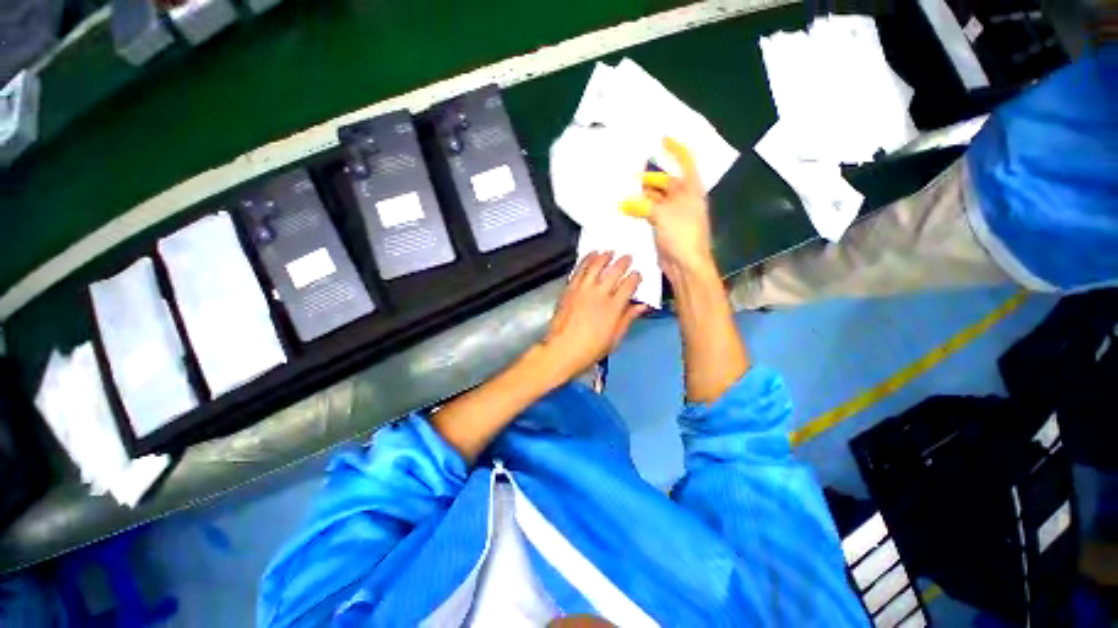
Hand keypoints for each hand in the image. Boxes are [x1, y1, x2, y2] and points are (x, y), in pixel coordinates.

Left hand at [538, 252, 646, 381]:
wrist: (562, 349)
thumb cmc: (591, 349)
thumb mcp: (615, 338)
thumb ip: (628, 319)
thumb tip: (641, 306)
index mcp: (613, 307)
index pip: (628, 285)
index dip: (635, 277)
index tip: (638, 274)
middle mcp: (599, 294)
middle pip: (614, 271)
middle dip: (623, 262)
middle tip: (628, 257)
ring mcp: (583, 290)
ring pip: (596, 266)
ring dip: (604, 257)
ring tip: (610, 252)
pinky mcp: (570, 289)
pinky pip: (579, 270)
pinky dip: (586, 260)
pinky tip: (591, 255)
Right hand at [624, 138, 716, 281]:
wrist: (685, 264)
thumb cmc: (681, 234)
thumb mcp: (663, 214)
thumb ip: (642, 205)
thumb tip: (622, 204)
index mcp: (691, 189)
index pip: (686, 162)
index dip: (675, 149)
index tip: (661, 140)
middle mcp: (683, 199)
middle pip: (665, 182)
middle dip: (649, 178)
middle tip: (628, 175)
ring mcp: (672, 214)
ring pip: (655, 199)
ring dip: (641, 196)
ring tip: (623, 192)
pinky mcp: (663, 227)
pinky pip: (650, 213)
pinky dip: (639, 210)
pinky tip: (626, 208)